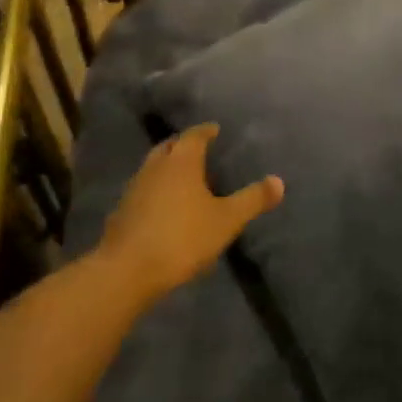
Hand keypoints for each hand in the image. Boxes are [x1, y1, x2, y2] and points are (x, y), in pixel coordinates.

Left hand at [97, 123, 283, 308]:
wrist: (126, 271)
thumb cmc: (181, 238)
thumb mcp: (226, 220)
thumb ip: (252, 200)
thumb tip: (279, 181)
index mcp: (181, 161)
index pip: (195, 135)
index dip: (206, 131)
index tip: (215, 129)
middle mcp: (155, 166)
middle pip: (170, 146)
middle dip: (184, 144)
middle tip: (199, 149)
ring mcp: (134, 188)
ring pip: (153, 166)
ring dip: (167, 166)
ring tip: (183, 177)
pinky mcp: (121, 211)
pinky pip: (143, 189)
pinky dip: (155, 189)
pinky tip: (163, 205)